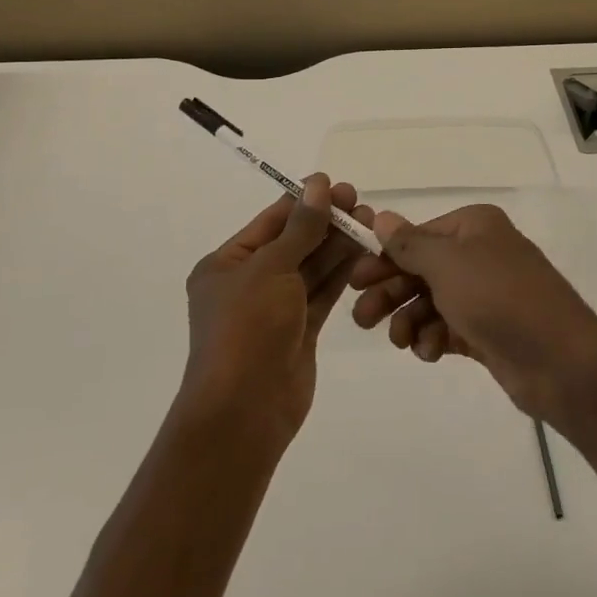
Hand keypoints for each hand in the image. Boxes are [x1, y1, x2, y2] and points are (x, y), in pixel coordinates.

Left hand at [180, 174, 373, 449]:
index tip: (337, 185)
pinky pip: (321, 294)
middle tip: (360, 204)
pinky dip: (341, 274)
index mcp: (226, 264)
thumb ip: (301, 227)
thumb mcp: (271, 268)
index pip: (271, 222)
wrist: (244, 412)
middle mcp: (248, 282)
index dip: (304, 202)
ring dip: (337, 246)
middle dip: (325, 223)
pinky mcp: (298, 331)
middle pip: (293, 242)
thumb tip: (318, 184)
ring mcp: (275, 309)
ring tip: (369, 223)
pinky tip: (364, 253)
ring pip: (311, 267)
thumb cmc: (247, 329)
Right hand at [349, 203, 596, 425]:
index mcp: (474, 226)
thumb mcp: (447, 265)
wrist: (561, 363)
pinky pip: (448, 327)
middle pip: (421, 269)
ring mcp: (486, 294)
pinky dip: (434, 338)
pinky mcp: (489, 330)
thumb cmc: (499, 298)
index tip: (354, 280)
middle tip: (361, 318)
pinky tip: (429, 352)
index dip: (384, 257)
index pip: (418, 236)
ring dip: (410, 319)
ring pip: (432, 301)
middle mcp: (480, 253)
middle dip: (392, 292)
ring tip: (400, 341)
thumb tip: (381, 216)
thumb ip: (409, 244)